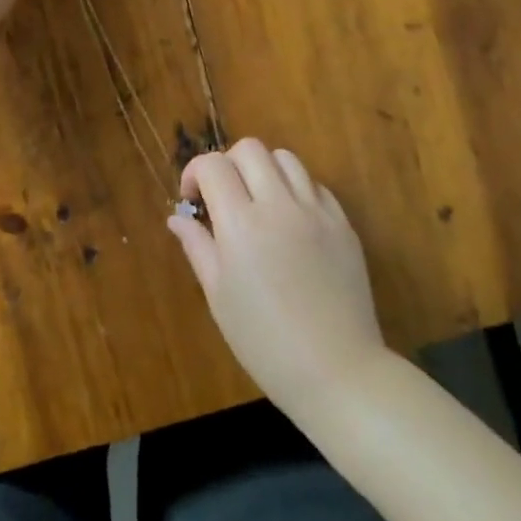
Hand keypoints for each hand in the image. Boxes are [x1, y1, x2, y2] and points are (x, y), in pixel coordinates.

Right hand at [170, 139, 388, 418]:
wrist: (337, 371)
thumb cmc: (264, 341)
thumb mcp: (219, 296)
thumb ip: (197, 246)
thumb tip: (178, 218)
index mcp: (241, 224)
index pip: (213, 165)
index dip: (195, 172)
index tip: (193, 200)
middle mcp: (280, 205)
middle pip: (250, 149)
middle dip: (228, 164)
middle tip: (224, 198)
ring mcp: (317, 212)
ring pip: (286, 159)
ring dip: (264, 171)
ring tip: (258, 203)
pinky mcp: (343, 224)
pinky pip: (316, 186)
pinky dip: (296, 191)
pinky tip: (291, 222)